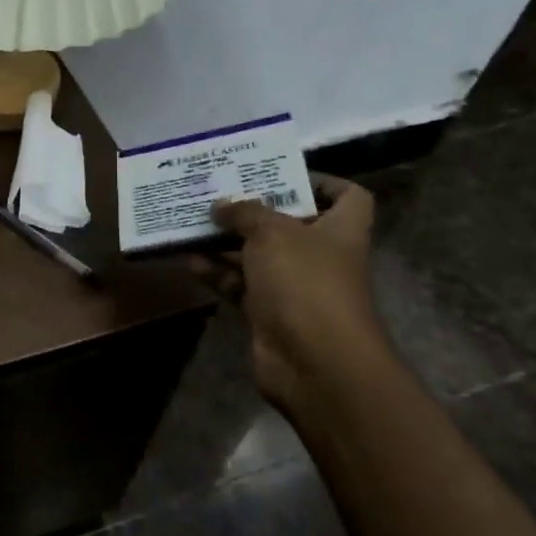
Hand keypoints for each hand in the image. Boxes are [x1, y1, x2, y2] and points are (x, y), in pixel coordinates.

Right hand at [197, 174, 385, 408]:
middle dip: (252, 210)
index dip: (320, 180)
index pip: (347, 195)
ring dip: (225, 241)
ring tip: (191, 222)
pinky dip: (217, 272)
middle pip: (288, 223)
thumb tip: (222, 205)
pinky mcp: (269, 313)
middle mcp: (320, 255)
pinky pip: (239, 284)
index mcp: (339, 229)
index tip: (280, 173)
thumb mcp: (272, 233)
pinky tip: (188, 259)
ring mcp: (294, 286)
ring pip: (256, 255)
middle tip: (217, 193)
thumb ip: (245, 212)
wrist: (313, 362)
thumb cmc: (305, 282)